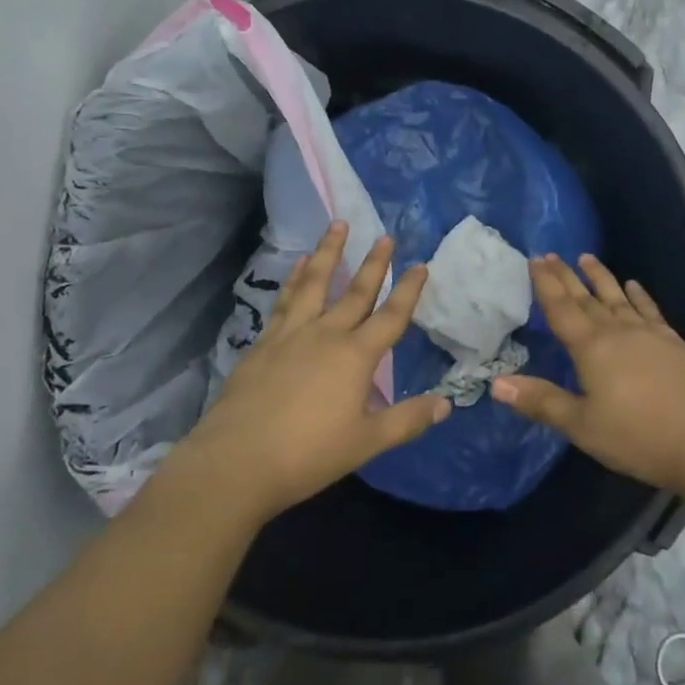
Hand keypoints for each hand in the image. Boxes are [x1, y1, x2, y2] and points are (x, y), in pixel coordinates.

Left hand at [174, 222, 448, 523]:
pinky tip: (299, 264)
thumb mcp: (366, 442)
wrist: (238, 458)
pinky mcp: (265, 341)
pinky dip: (295, 278)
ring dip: (329, 253)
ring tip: (336, 225)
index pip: (391, 316)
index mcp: (356, 356)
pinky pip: (285, 299)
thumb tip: (446, 404)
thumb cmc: (308, 454)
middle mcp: (326, 334)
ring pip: (316, 283)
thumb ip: (406, 420)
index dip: (408, 291)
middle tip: (384, 236)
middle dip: (374, 263)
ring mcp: (292, 333)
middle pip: (355, 292)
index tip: (420, 266)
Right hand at [494, 254, 684, 497]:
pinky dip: (640, 296)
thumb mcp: (582, 426)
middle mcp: (618, 331)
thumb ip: (541, 401)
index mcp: (591, 348)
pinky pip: (650, 310)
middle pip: (586, 298)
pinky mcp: (674, 343)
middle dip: (566, 276)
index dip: (545, 285)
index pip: (561, 309)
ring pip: (617, 297)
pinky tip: (635, 286)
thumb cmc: (639, 436)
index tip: (534, 260)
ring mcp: (649, 334)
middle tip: (551, 254)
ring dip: (600, 278)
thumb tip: (496, 383)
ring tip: (587, 258)